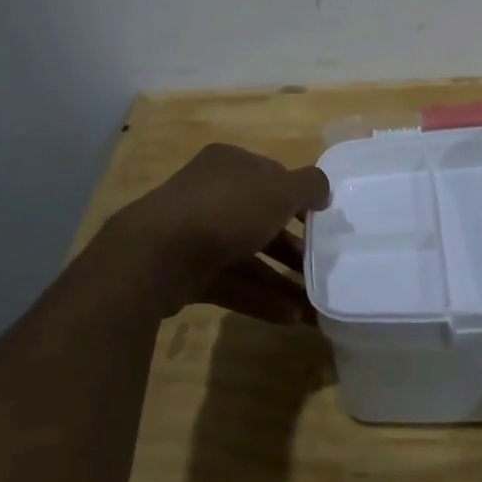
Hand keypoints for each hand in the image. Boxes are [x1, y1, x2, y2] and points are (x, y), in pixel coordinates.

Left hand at [111, 144, 331, 324]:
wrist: (157, 256)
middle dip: (293, 245)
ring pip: (249, 255)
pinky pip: (234, 283)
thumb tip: (322, 191)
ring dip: (281, 279)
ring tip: (314, 304)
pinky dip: (261, 298)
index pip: (272, 176)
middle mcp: (212, 194)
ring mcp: (198, 234)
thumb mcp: (279, 189)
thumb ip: (309, 186)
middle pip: (261, 219)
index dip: (299, 198)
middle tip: (321, 267)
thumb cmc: (226, 210)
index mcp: (230, 164)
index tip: (324, 223)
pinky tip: (291, 317)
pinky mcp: (190, 272)